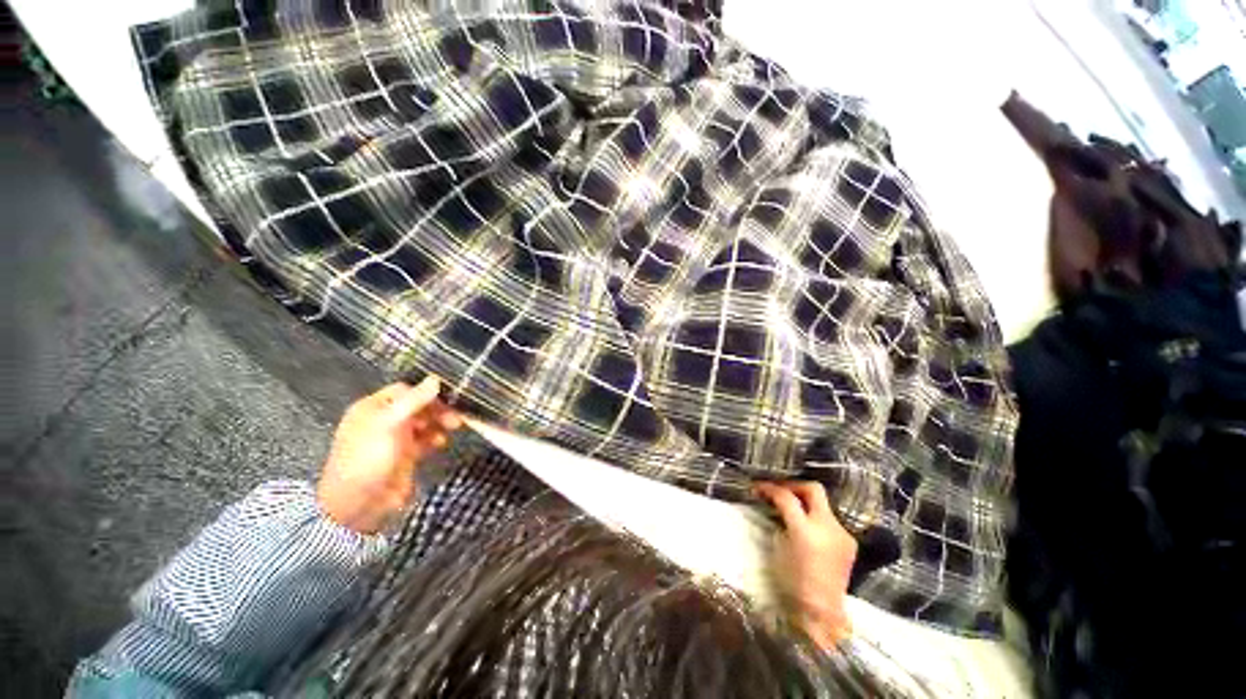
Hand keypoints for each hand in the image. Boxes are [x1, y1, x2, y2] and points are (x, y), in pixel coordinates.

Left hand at [317, 377, 462, 533]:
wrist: (359, 505)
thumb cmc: (368, 458)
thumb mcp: (388, 424)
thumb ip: (413, 400)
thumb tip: (436, 378)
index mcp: (372, 408)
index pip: (404, 390)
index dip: (425, 393)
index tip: (447, 398)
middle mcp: (384, 420)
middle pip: (417, 406)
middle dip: (437, 409)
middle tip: (455, 416)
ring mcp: (395, 438)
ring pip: (424, 422)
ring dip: (439, 423)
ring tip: (453, 428)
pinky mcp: (405, 455)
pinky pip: (425, 440)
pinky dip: (435, 439)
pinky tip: (440, 444)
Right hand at [757, 481, 856, 649]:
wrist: (822, 611)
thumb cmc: (793, 582)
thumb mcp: (779, 547)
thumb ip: (781, 522)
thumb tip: (777, 506)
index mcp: (805, 531)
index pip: (786, 497)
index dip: (770, 488)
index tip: (758, 487)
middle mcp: (827, 527)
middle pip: (813, 489)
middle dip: (794, 485)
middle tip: (780, 490)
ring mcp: (842, 534)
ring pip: (823, 504)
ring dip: (805, 503)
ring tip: (792, 510)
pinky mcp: (849, 542)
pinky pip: (830, 520)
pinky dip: (816, 518)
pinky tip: (808, 529)